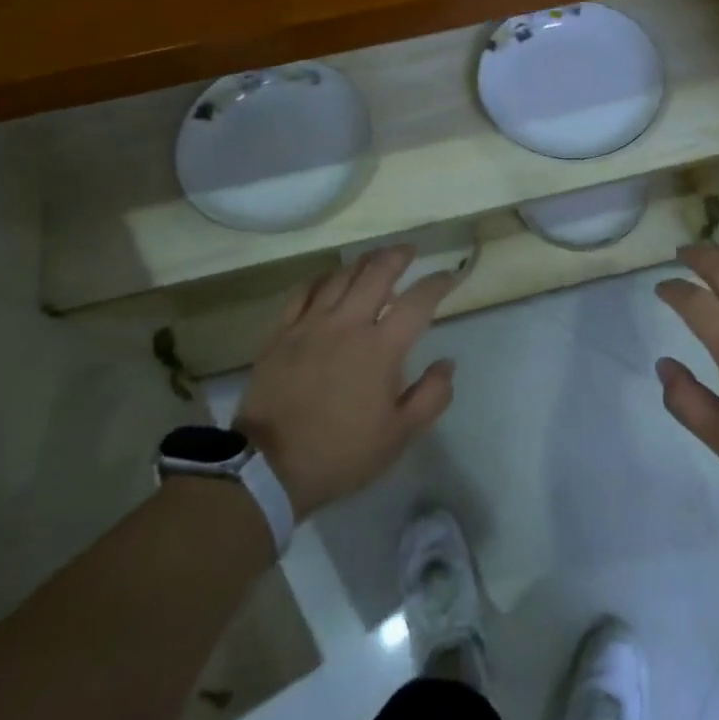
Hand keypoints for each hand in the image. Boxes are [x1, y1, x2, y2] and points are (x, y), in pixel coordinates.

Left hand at [235, 248, 457, 520]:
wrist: (269, 467)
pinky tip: (330, 280)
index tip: (450, 276)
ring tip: (374, 261)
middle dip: (398, 256)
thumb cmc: (342, 453)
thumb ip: (432, 396)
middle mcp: (348, 324)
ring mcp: (311, 324)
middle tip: (409, 251)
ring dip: (363, 263)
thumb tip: (448, 363)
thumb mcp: (399, 435)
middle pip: (377, 272)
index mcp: (381, 348)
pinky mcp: (282, 333)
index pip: (418, 301)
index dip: (438, 283)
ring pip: (341, 276)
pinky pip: (304, 291)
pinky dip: (323, 279)